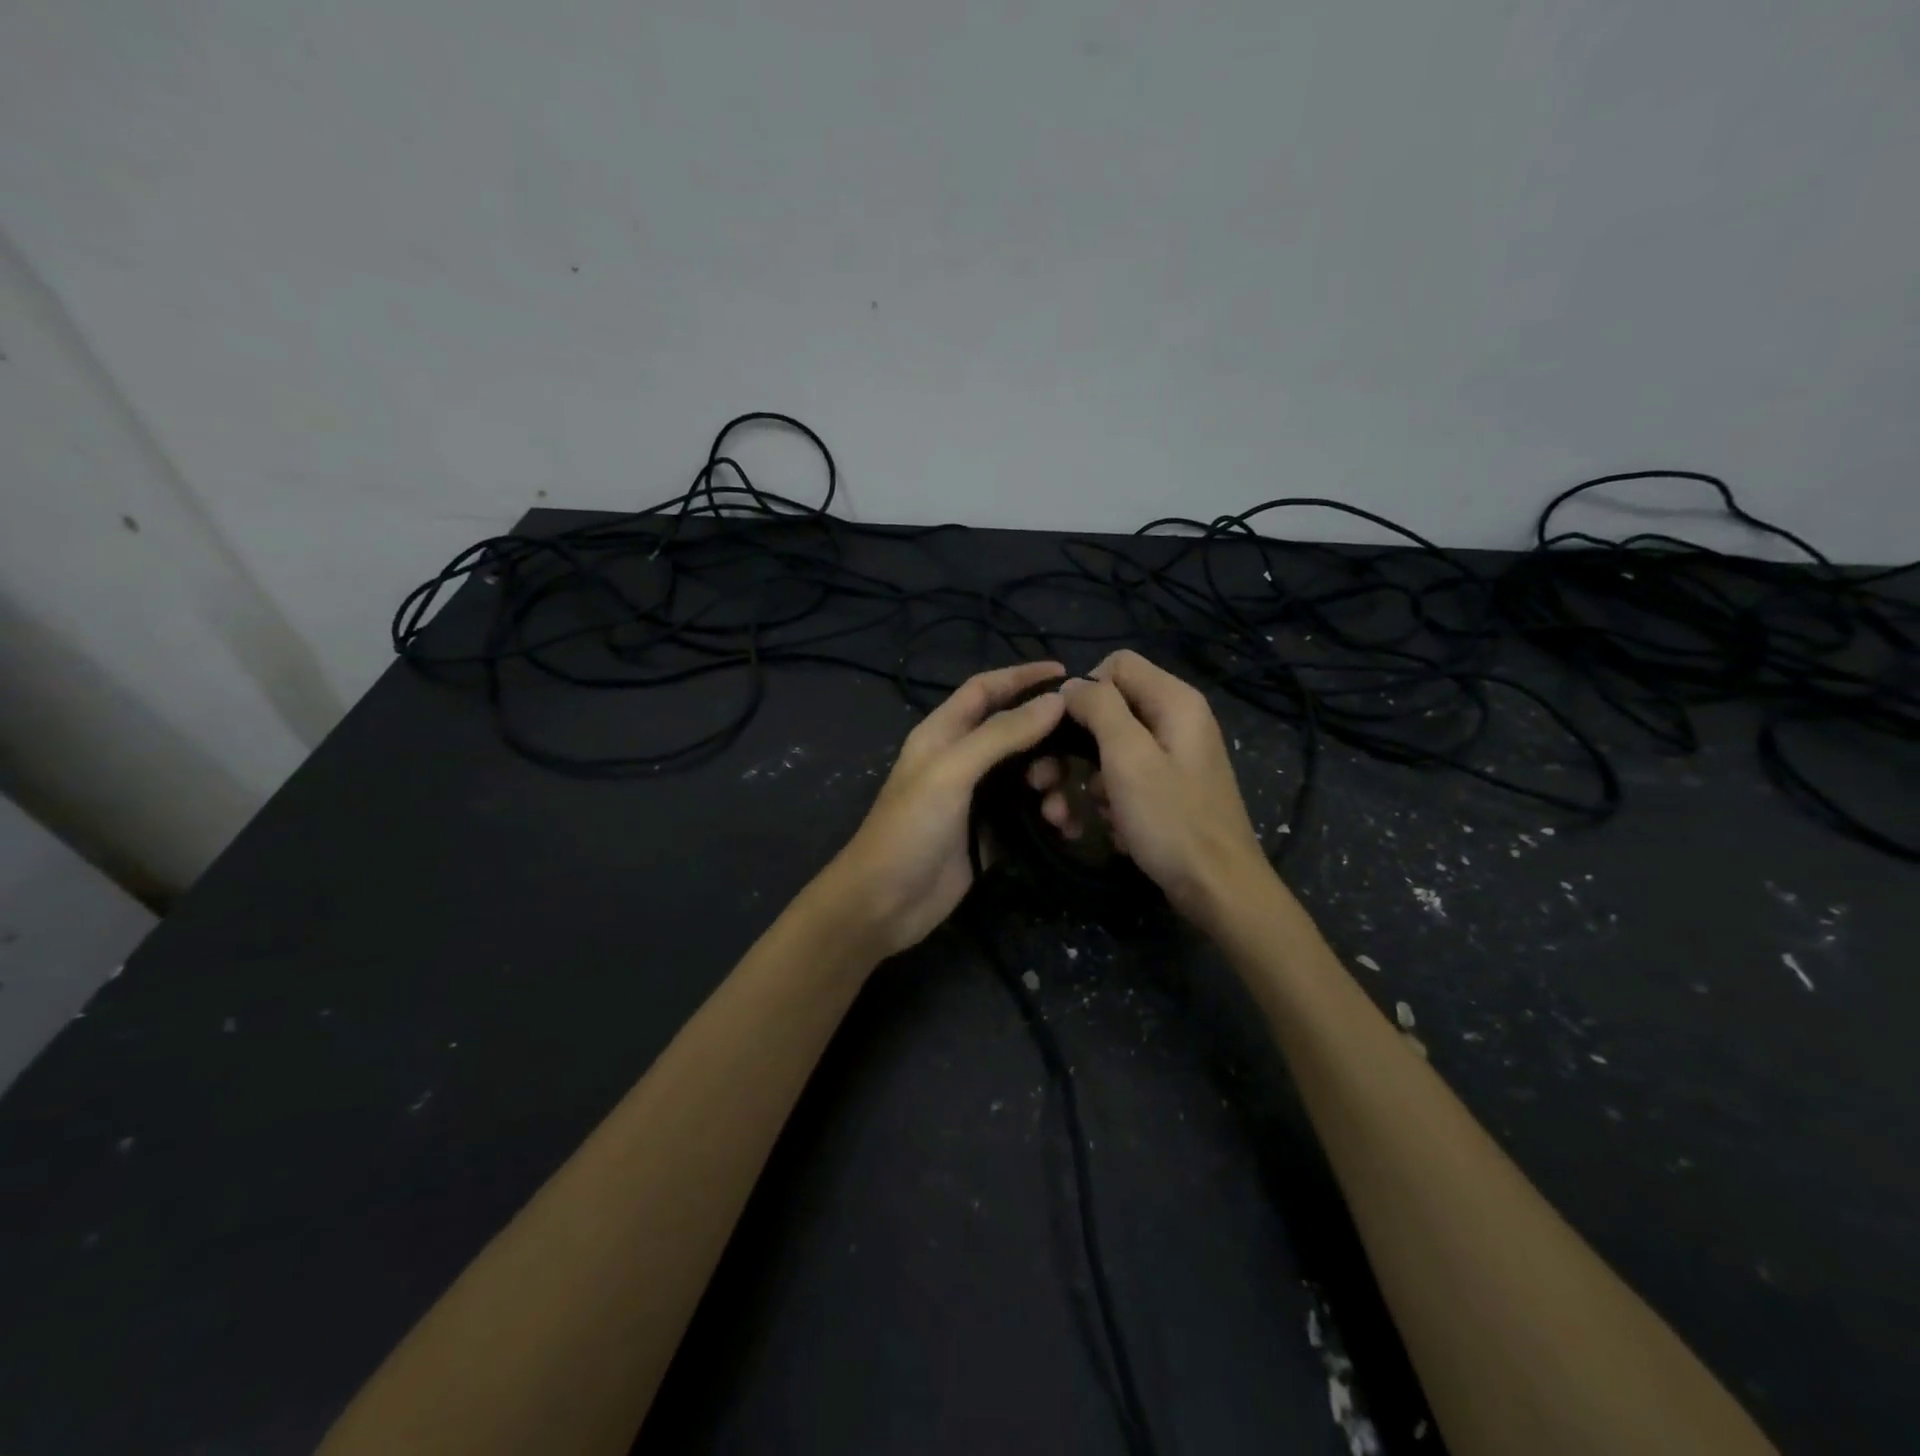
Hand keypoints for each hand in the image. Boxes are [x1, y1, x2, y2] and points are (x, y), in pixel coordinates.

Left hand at [817, 661, 1067, 957]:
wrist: (884, 903)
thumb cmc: (909, 829)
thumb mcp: (952, 772)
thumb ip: (1002, 734)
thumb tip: (1056, 701)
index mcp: (943, 733)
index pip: (985, 689)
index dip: (1021, 676)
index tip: (1066, 673)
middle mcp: (961, 759)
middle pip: (1015, 732)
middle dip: (1046, 741)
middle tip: (1068, 761)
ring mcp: (977, 798)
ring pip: (1027, 774)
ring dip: (1051, 785)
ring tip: (1056, 810)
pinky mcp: (990, 833)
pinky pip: (1029, 813)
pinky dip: (1049, 816)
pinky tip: (1062, 830)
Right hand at [1030, 650, 1270, 925]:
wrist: (1218, 889)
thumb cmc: (1172, 820)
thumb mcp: (1129, 757)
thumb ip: (1099, 709)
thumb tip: (1071, 686)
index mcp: (1174, 701)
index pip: (1117, 665)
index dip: (1084, 692)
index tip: (1064, 730)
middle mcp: (1175, 721)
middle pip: (1108, 711)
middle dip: (1071, 748)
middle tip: (1042, 783)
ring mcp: (1172, 758)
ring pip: (1109, 751)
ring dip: (1082, 782)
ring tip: (1065, 817)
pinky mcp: (1166, 789)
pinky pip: (1124, 780)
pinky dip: (1107, 802)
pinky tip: (1104, 828)